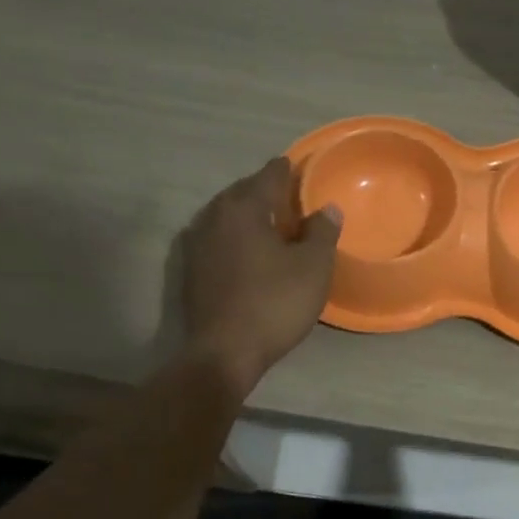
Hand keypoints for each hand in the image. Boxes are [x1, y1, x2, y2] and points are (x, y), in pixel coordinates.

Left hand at [181, 158, 341, 394]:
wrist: (224, 352)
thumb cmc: (274, 304)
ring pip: (226, 216)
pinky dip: (235, 236)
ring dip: (248, 214)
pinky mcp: (191, 270)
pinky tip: (249, 250)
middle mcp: (214, 217)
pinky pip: (217, 238)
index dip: (287, 170)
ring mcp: (196, 244)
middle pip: (242, 192)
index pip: (268, 176)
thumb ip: (322, 233)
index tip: (299, 166)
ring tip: (271, 222)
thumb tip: (328, 209)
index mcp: (243, 208)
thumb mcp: (313, 268)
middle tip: (289, 196)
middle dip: (264, 190)